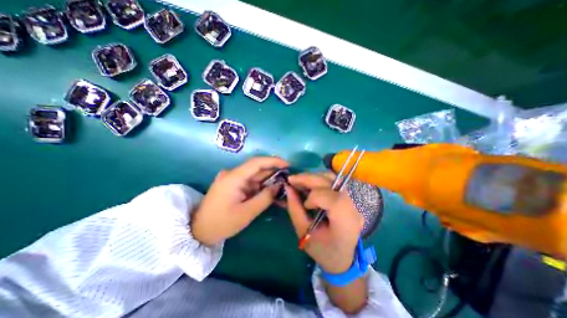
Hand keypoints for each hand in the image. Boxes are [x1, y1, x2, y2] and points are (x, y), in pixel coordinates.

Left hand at [192, 156, 287, 245]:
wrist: (198, 231)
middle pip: (257, 169)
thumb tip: (279, 186)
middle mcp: (232, 174)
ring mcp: (232, 179)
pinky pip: (250, 183)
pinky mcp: (232, 185)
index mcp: (234, 177)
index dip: (273, 161)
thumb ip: (265, 198)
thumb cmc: (222, 223)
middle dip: (273, 172)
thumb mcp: (247, 213)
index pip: (256, 162)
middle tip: (289, 178)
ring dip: (268, 181)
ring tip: (283, 186)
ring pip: (255, 176)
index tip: (288, 164)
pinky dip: (261, 187)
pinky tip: (270, 192)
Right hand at [288, 173, 363, 274]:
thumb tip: (287, 187)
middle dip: (309, 179)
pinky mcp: (348, 197)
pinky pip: (333, 181)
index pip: (334, 200)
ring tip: (299, 181)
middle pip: (332, 183)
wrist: (343, 258)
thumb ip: (295, 209)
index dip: (316, 197)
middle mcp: (352, 208)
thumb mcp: (304, 233)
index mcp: (345, 224)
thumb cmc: (323, 251)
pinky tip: (309, 184)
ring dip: (313, 177)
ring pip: (333, 178)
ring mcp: (352, 201)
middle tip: (292, 179)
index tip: (306, 205)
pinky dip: (318, 180)